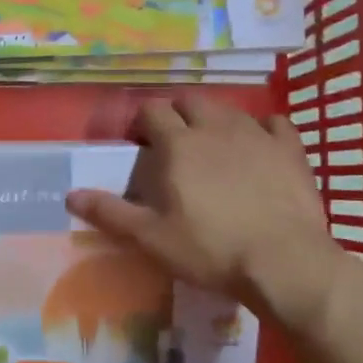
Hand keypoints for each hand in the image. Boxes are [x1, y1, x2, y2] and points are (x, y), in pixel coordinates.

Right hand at [64, 96, 349, 332]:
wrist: (284, 262)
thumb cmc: (210, 249)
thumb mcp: (151, 238)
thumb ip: (110, 213)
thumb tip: (70, 195)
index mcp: (178, 145)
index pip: (152, 110)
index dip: (141, 121)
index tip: (138, 144)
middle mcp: (215, 128)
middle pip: (191, 100)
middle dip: (177, 113)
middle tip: (172, 143)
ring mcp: (257, 135)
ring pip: (229, 109)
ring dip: (214, 119)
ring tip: (211, 145)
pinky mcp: (291, 150)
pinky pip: (274, 124)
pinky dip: (261, 129)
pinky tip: (258, 147)